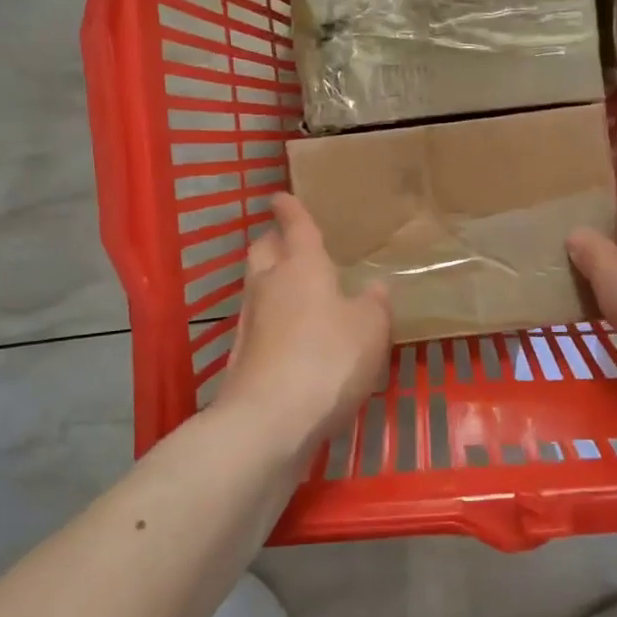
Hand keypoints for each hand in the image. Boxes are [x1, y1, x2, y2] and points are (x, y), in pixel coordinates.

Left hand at [215, 193, 391, 457]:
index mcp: (301, 267)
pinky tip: (293, 337)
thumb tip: (374, 288)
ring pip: (256, 286)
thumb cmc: (327, 359)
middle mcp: (269, 285)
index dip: (290, 209)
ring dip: (271, 281)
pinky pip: (259, 322)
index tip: (280, 196)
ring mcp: (250, 321)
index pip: (295, 227)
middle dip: (273, 240)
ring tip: (297, 290)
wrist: (269, 420)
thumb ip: (374, 305)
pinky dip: (273, 319)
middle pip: (263, 250)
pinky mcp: (242, 355)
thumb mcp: (370, 330)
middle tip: (289, 241)